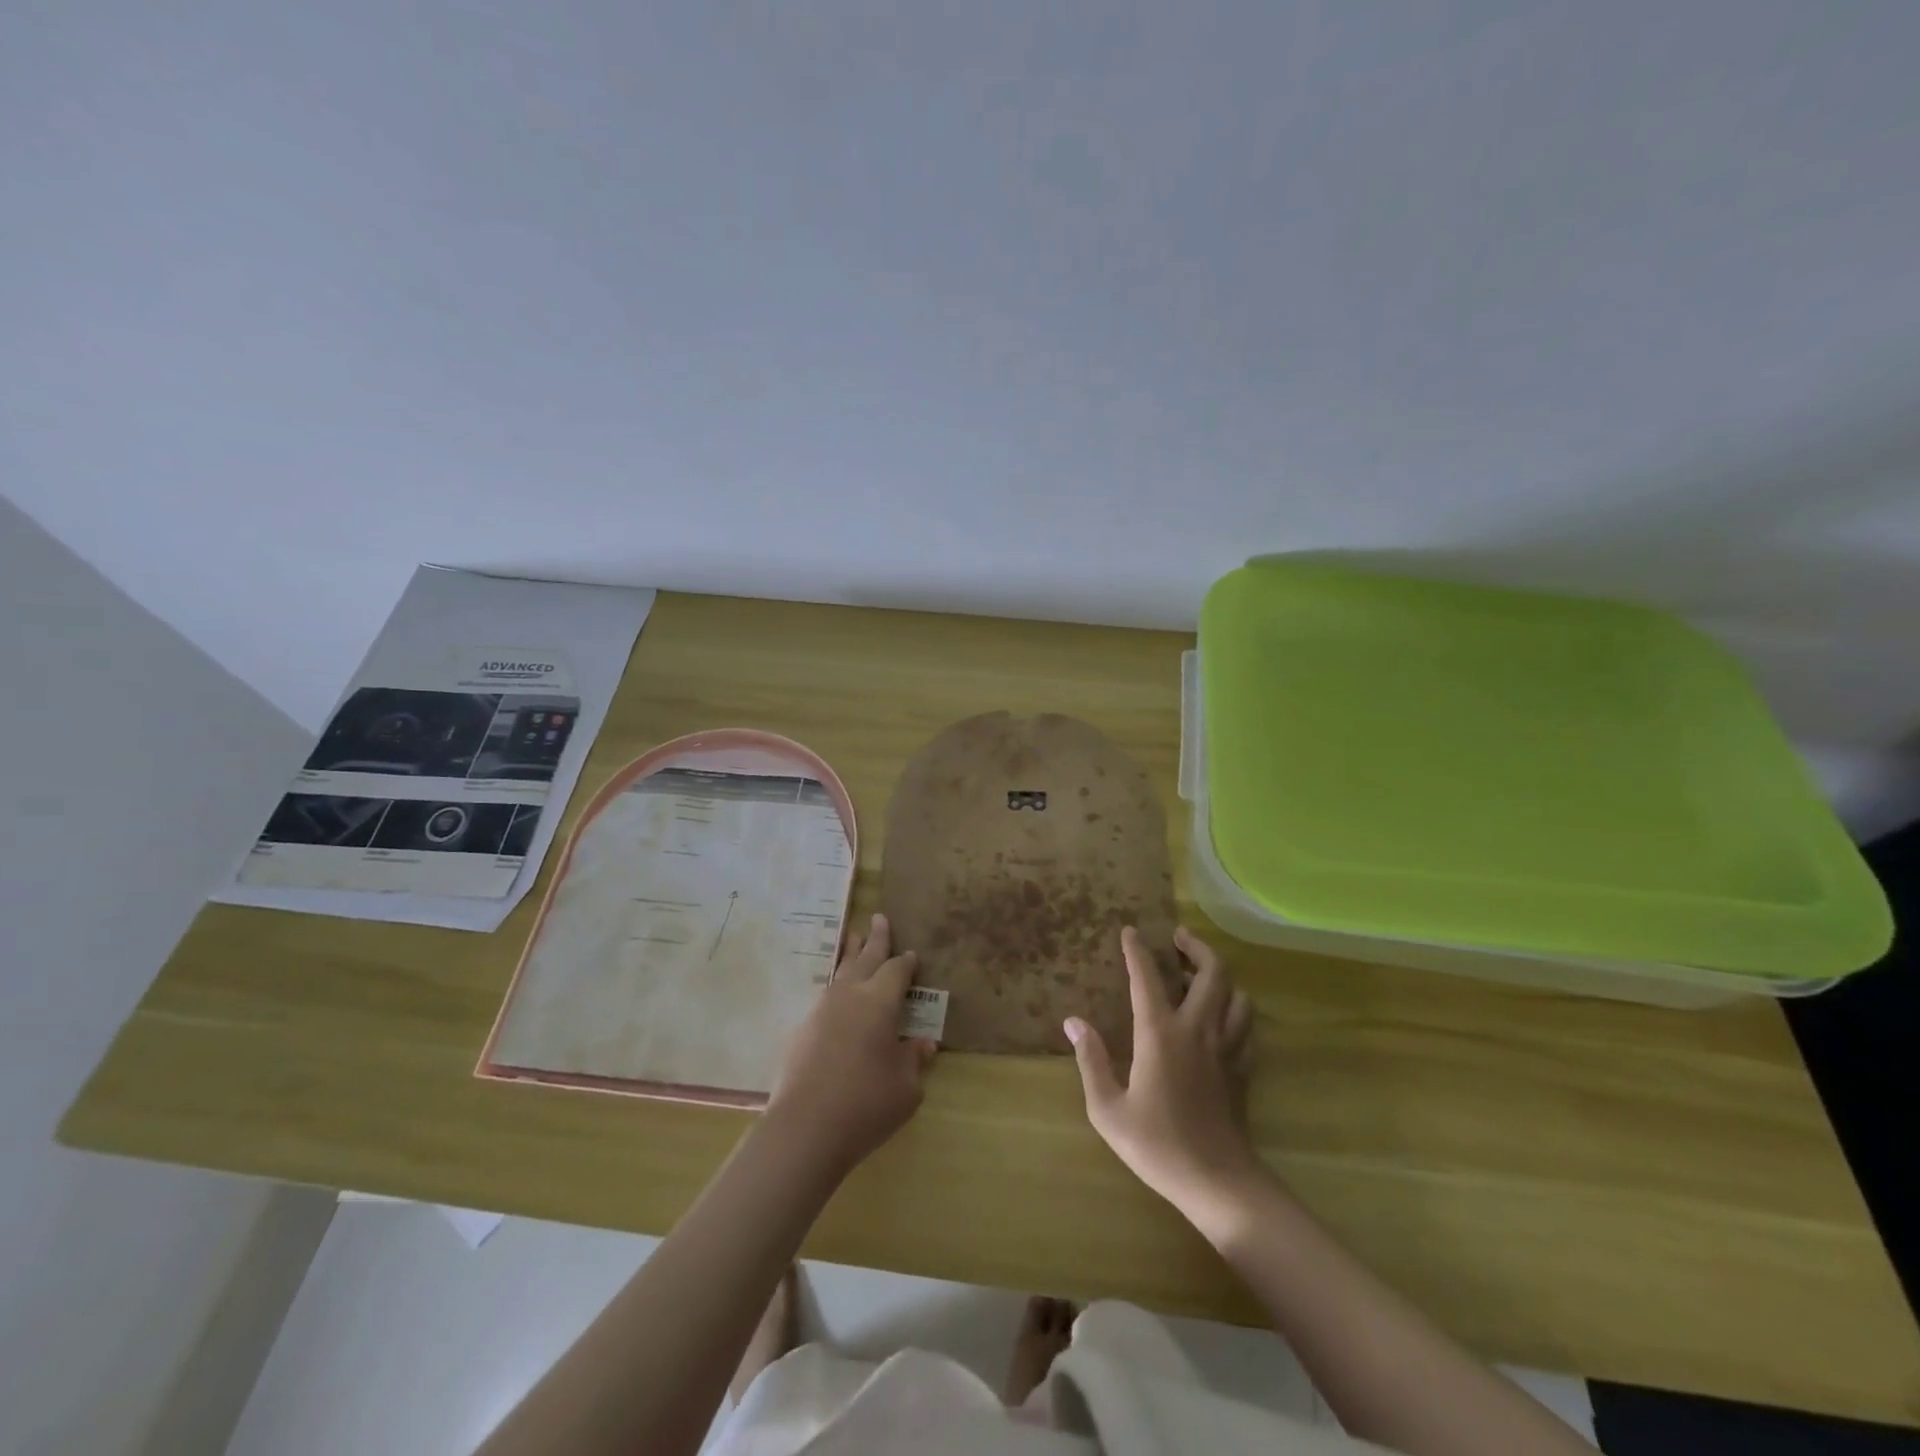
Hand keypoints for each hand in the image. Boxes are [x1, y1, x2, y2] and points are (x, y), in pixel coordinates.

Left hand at [766, 913, 937, 1177]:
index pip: (897, 971)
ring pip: (841, 971)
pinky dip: (836, 985)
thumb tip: (923, 1043)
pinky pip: (826, 995)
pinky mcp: (802, 1029)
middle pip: (866, 958)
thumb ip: (914, 1060)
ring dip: (851, 953)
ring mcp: (822, 1009)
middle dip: (876, 938)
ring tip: (854, 938)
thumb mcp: (906, 1088)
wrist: (805, 1128)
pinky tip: (836, 993)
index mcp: (880, 1002)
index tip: (912, 954)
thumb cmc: (866, 1104)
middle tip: (879, 917)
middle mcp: (850, 995)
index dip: (906, 962)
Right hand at [1066, 926, 1263, 1221]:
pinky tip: (1222, 1017)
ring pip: (1236, 995)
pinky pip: (1246, 1025)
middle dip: (1196, 947)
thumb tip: (1074, 1022)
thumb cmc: (1157, 1145)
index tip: (1130, 931)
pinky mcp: (1243, 1068)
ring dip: (1220, 976)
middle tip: (1179, 938)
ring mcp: (1226, 1048)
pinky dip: (1235, 1009)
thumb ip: (1091, 1061)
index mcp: (1160, 1034)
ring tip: (1200, 974)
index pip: (1147, 978)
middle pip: (1212, 973)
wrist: (1218, 1183)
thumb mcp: (1108, 1109)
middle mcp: (1197, 1030)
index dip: (1137, 951)